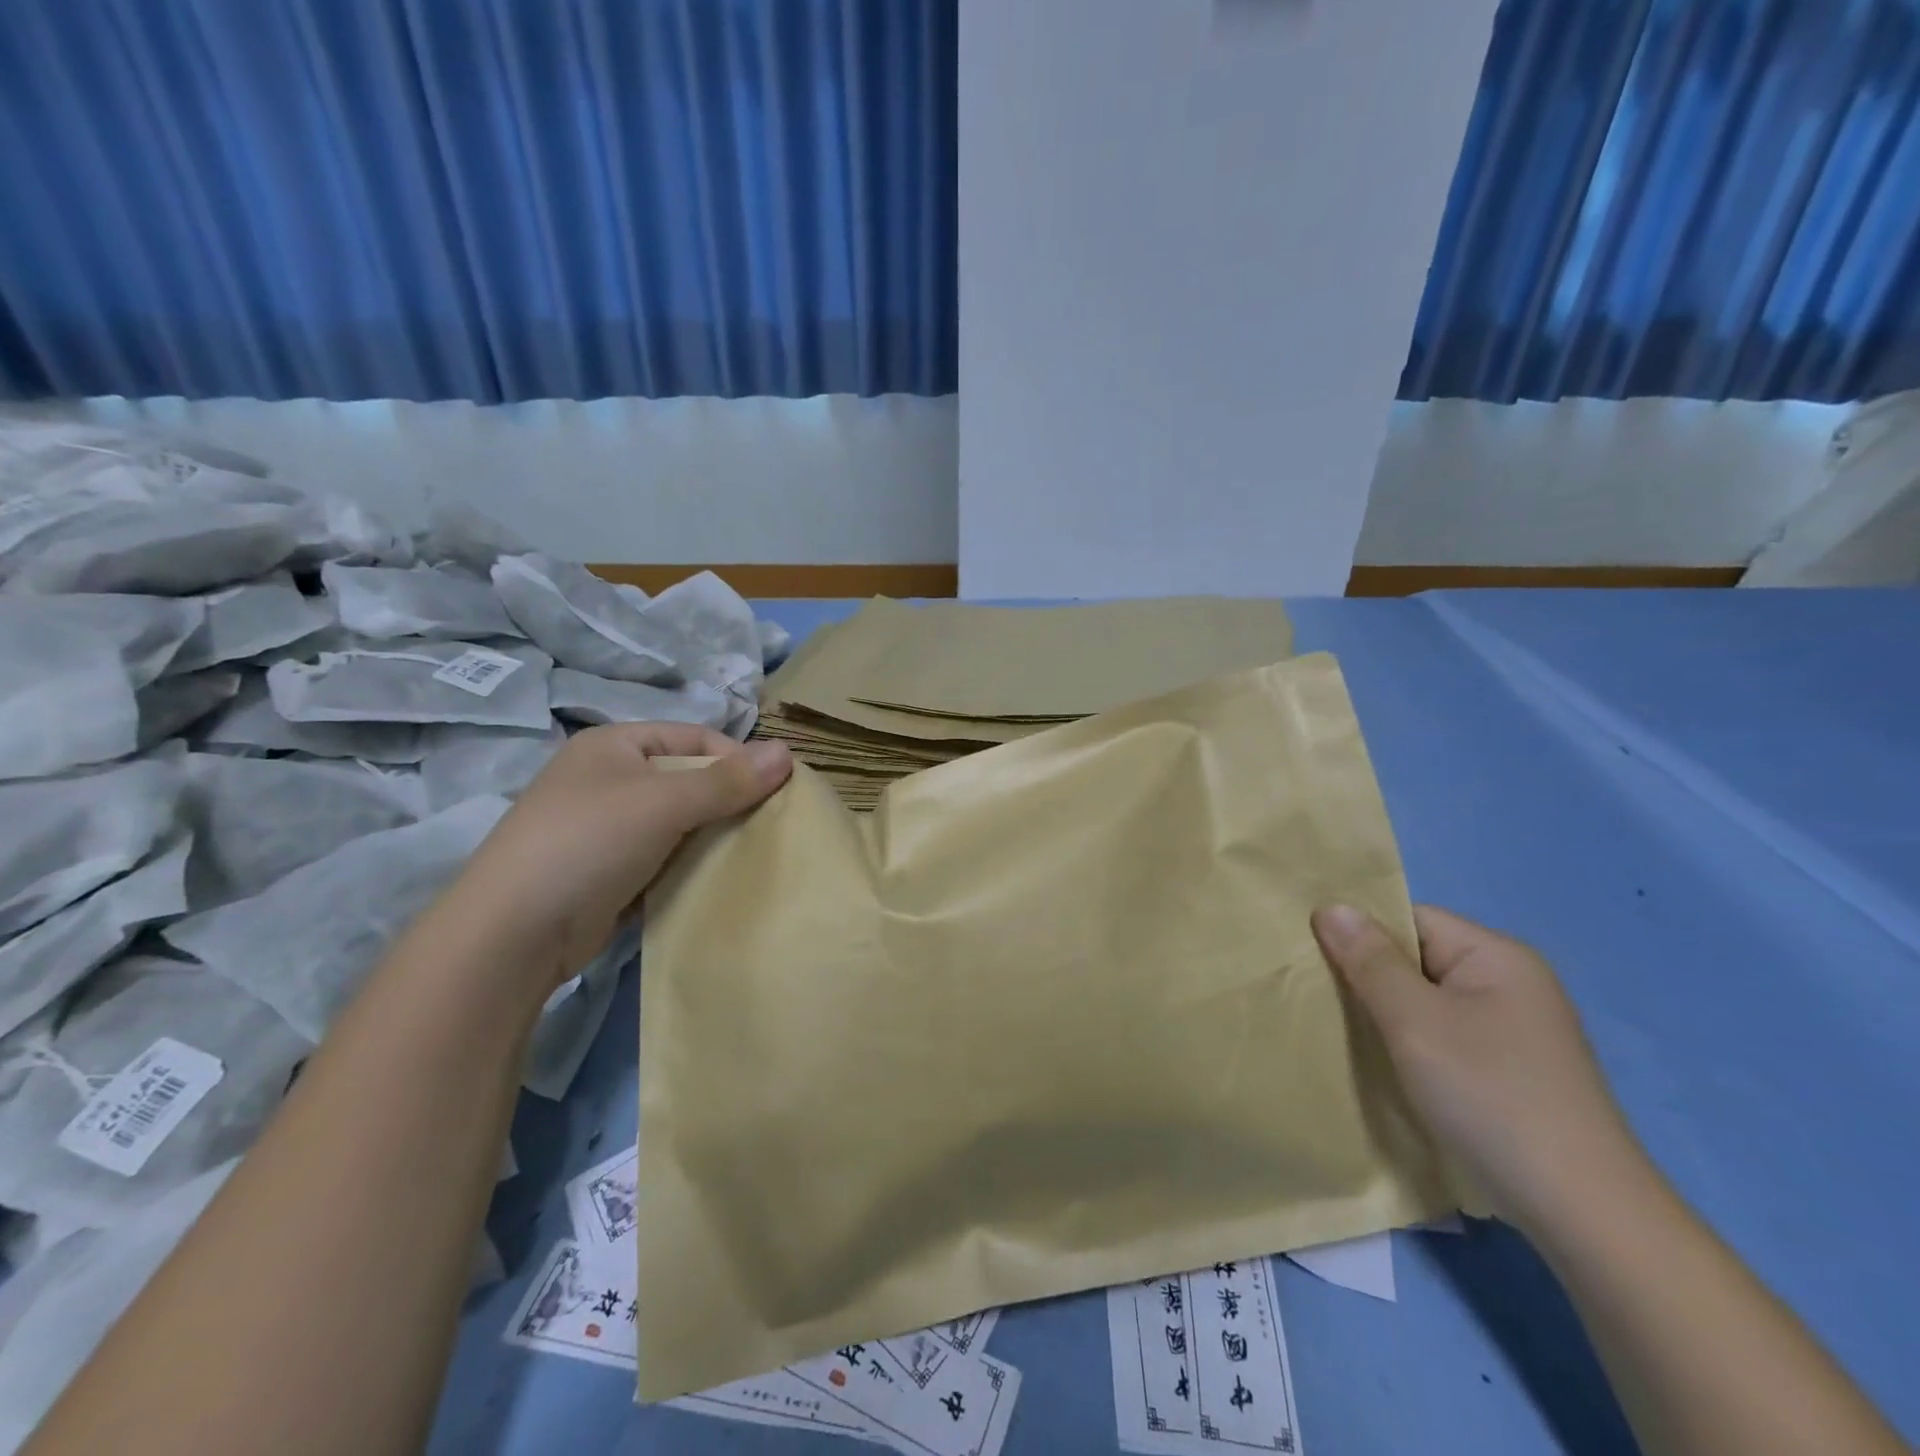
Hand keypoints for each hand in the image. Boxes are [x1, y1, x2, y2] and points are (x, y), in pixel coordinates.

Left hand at [452, 724, 791, 996]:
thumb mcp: (663, 803)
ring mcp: (607, 828)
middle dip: (730, 801)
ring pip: (681, 822)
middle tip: (769, 826)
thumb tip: (788, 752)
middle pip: (690, 779)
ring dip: (714, 836)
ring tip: (751, 854)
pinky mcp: (610, 871)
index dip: (737, 759)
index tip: (776, 791)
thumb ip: (727, 780)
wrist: (513, 934)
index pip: (695, 738)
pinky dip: (692, 865)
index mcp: (615, 745)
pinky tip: (718, 879)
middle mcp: (610, 779)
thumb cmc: (589, 843)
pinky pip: (666, 857)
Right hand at [1310, 903, 1646, 1236]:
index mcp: (1497, 956)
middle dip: (1368, 977)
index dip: (1360, 934)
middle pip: (1417, 959)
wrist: (1582, 1214)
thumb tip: (1330, 906)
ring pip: (1426, 1001)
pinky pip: (1443, 1035)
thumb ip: (1369, 961)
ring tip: (1344, 1033)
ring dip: (1386, 1015)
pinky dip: (1411, 1044)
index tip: (1315, 961)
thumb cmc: (1491, 1096)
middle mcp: (1510, 982)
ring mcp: (1513, 1029)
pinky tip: (1385, 1066)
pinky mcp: (1510, 1070)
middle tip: (1320, 1000)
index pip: (1410, 919)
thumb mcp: (1415, 1021)